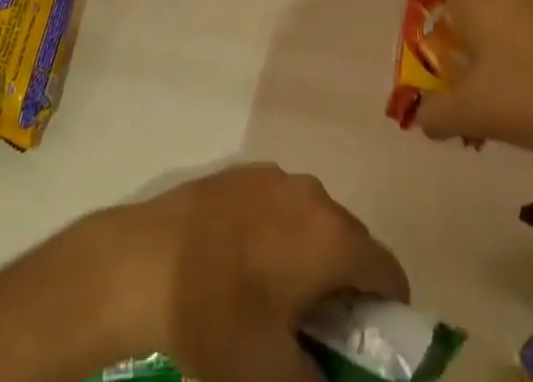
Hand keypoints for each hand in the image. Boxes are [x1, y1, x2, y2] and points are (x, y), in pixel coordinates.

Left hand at [88, 163, 407, 381]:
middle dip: (347, 281)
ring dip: (312, 252)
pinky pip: (280, 203)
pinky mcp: (242, 171)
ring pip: (313, 217)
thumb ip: (317, 379)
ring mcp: (275, 176)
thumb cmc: (217, 319)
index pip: (386, 270)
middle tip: (324, 325)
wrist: (145, 262)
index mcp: (332, 237)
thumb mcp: (273, 374)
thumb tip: (327, 374)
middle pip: (351, 238)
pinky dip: (280, 231)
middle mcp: (312, 194)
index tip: (370, 339)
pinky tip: (248, 261)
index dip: (387, 308)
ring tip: (281, 292)